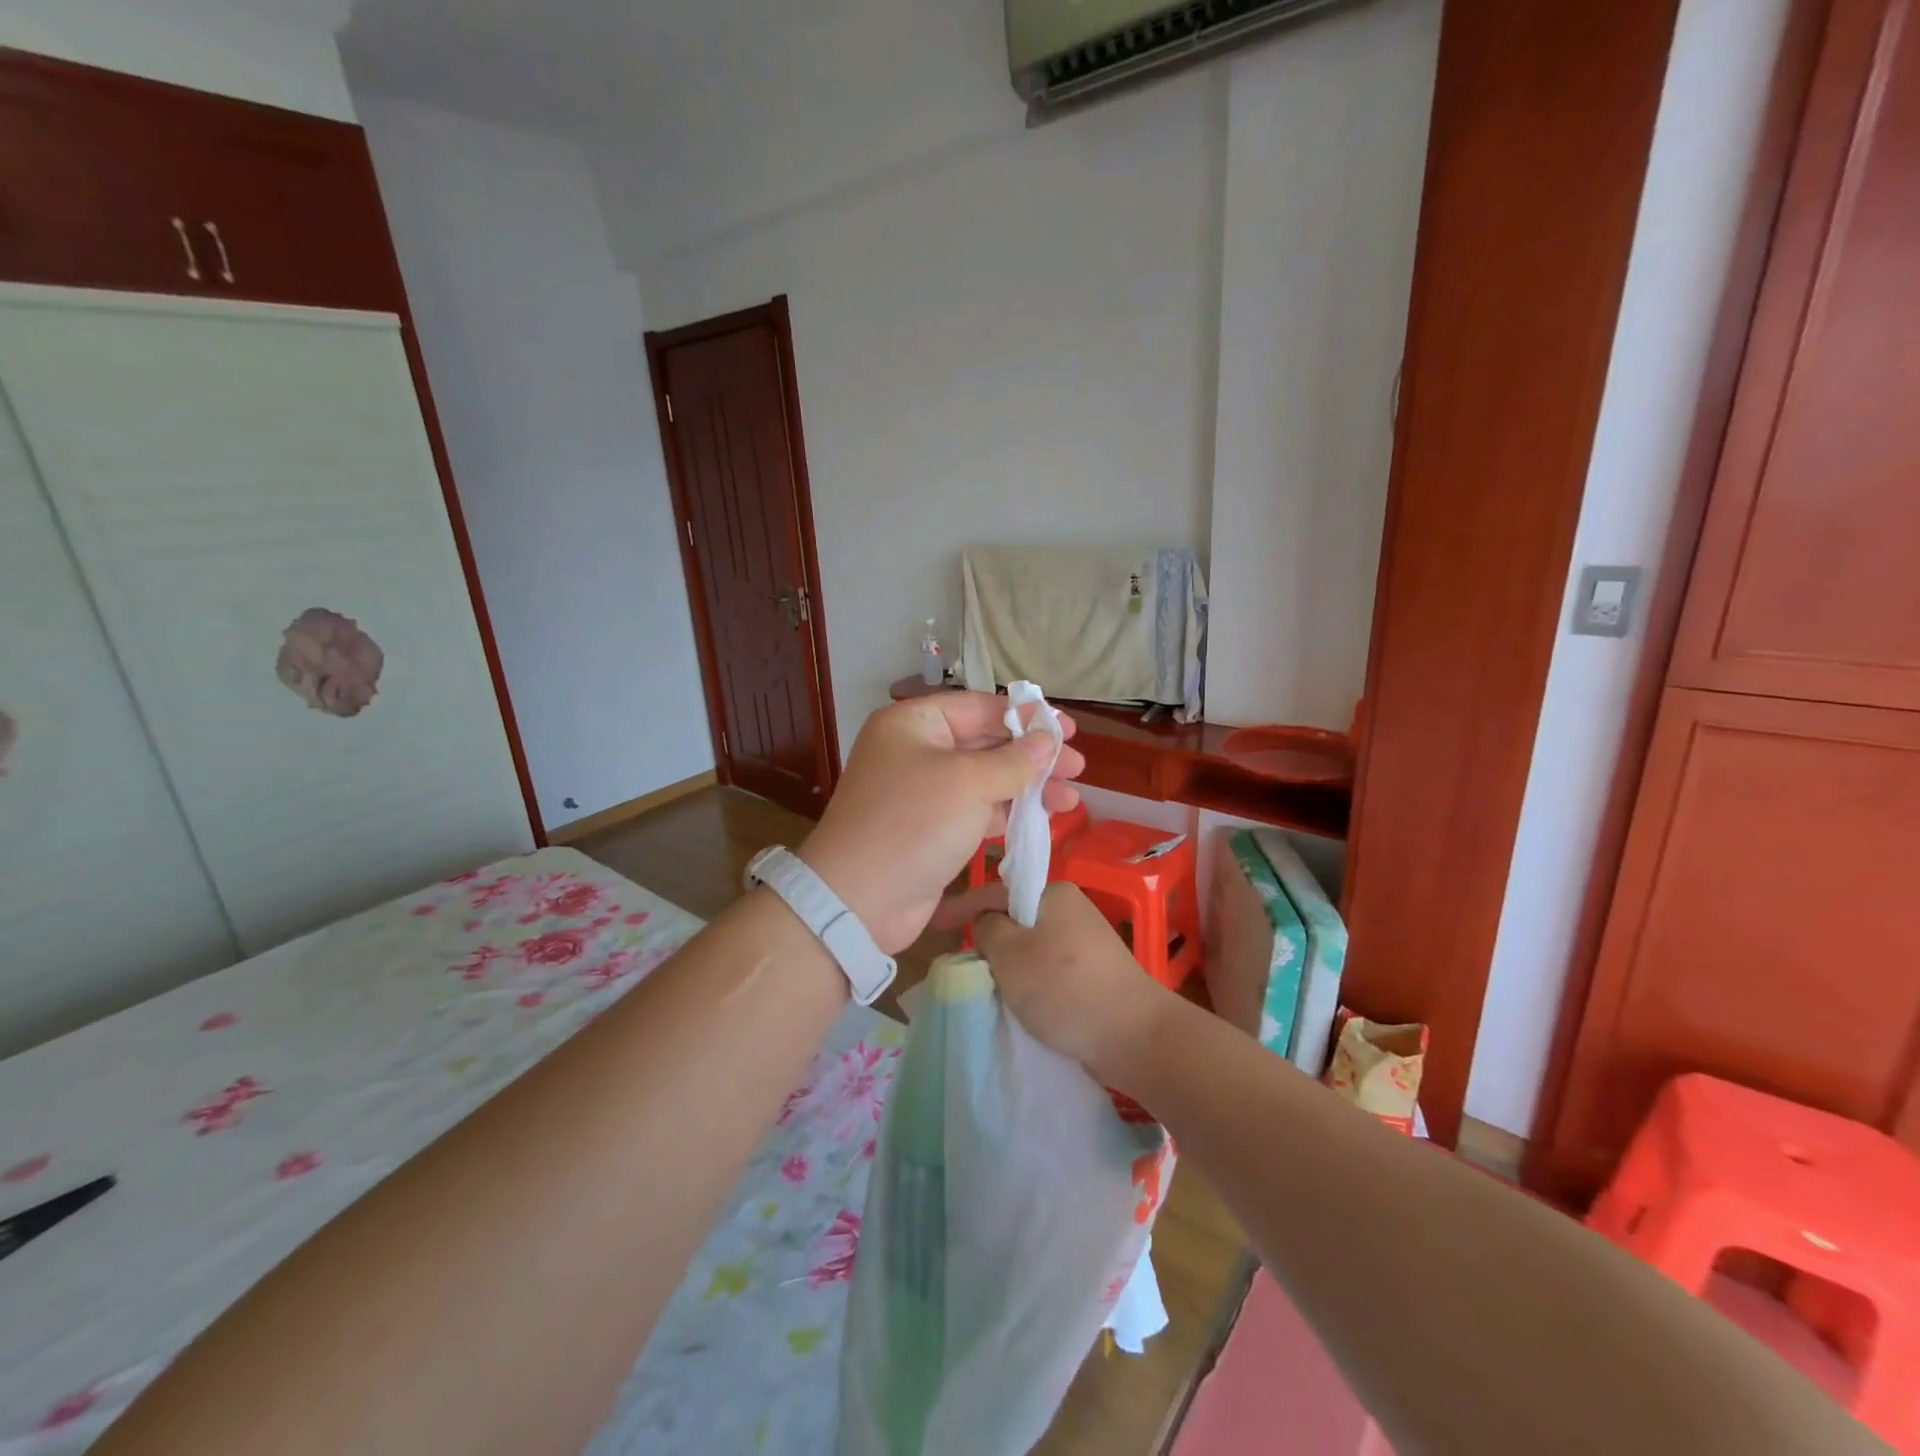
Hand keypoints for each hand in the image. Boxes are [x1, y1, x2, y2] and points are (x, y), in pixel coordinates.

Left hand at [797, 693, 1084, 953]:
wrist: (860, 900)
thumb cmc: (913, 824)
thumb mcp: (968, 783)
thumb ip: (1014, 760)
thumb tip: (1048, 739)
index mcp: (914, 724)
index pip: (978, 707)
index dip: (1025, 716)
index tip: (1068, 728)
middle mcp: (916, 751)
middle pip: (985, 742)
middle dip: (1032, 754)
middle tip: (1077, 765)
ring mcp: (924, 792)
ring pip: (986, 779)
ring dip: (1028, 786)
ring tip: (1072, 797)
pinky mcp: (933, 828)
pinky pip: (978, 809)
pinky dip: (1009, 811)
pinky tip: (1044, 816)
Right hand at [973, 882, 1179, 1087]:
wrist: (1134, 1035)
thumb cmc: (1064, 987)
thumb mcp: (1010, 953)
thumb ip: (987, 929)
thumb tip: (987, 923)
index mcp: (1053, 892)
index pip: (994, 891)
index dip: (961, 906)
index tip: (934, 924)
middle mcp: (1071, 907)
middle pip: (1014, 917)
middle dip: (987, 937)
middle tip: (961, 960)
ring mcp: (1086, 939)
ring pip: (1030, 944)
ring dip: (1008, 961)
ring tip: (987, 983)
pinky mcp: (1094, 970)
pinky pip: (1048, 965)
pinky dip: (1030, 978)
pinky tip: (1021, 997)